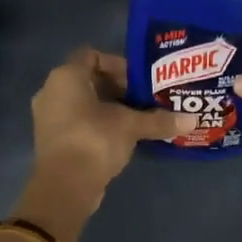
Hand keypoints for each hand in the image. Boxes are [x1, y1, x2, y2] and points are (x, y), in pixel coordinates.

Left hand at [16, 48, 193, 241]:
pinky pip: (78, 122)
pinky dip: (98, 125)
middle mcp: (52, 91)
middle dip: (118, 89)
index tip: (140, 80)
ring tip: (137, 119)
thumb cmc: (95, 140)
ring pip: (83, 103)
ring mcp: (49, 117)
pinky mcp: (52, 140)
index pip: (92, 55)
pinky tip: (122, 137)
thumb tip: (193, 120)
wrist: (65, 186)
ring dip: (109, 109)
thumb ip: (159, 120)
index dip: (118, 65)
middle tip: (144, 100)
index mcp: (66, 76)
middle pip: (89, 80)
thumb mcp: (131, 126)